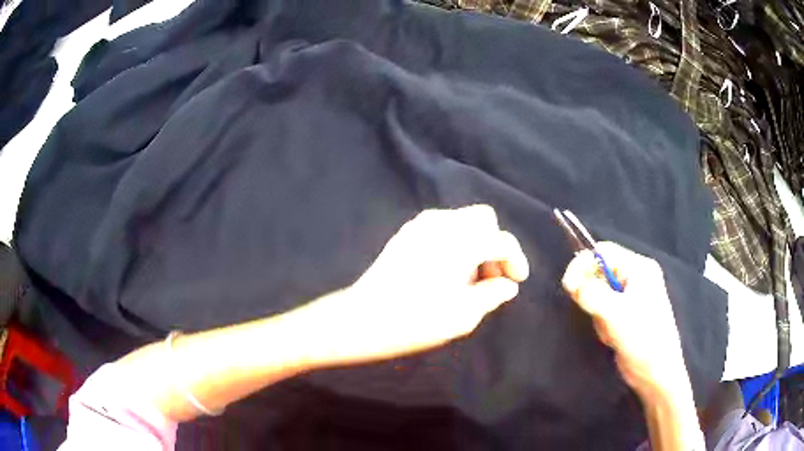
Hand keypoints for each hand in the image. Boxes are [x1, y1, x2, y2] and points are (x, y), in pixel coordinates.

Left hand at [308, 205, 528, 366]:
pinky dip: (454, 241)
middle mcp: (442, 223)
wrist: (363, 318)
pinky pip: (441, 227)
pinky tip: (446, 271)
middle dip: (494, 244)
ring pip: (462, 220)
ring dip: (474, 242)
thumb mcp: (464, 314)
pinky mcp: (405, 233)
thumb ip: (492, 294)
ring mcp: (420, 224)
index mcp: (462, 241)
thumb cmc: (417, 320)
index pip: (502, 240)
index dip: (516, 260)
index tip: (517, 281)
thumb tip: (507, 285)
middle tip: (491, 277)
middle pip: (483, 219)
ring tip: (468, 279)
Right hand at [561, 243, 688, 399]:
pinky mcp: (626, 314)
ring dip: (598, 313)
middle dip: (594, 295)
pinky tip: (613, 336)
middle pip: (601, 272)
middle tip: (598, 315)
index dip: (583, 264)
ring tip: (611, 330)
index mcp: (639, 268)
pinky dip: (603, 323)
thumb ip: (591, 293)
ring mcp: (632, 296)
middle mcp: (636, 277)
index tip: (569, 287)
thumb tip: (570, 281)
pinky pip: (604, 310)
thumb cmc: (642, 338)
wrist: (656, 373)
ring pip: (599, 294)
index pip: (604, 252)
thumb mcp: (615, 313)